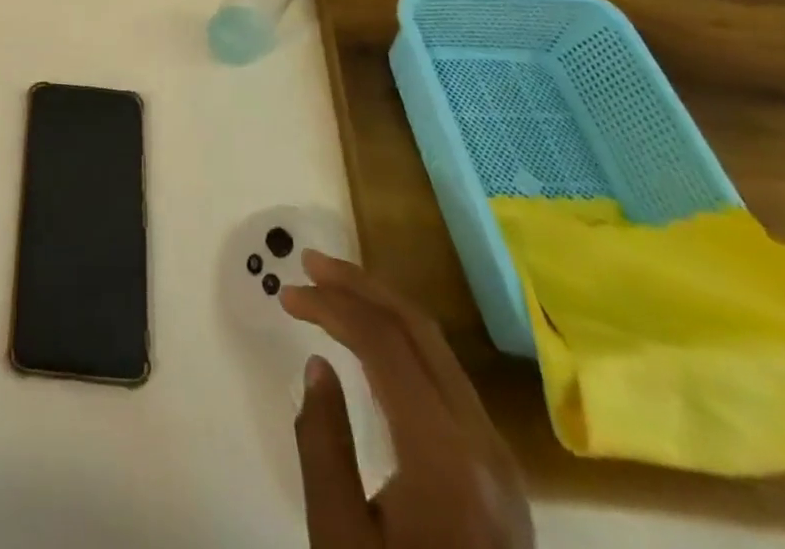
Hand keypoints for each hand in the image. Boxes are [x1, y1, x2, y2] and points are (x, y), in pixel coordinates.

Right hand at [282, 250, 532, 548]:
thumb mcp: (340, 537)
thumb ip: (323, 443)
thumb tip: (319, 365)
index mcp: (445, 458)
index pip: (384, 344)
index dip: (331, 305)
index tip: (286, 294)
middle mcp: (483, 443)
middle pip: (419, 330)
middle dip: (360, 286)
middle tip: (309, 264)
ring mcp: (498, 457)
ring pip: (438, 348)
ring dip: (382, 308)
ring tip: (333, 289)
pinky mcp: (497, 471)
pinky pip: (446, 378)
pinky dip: (402, 342)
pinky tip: (371, 342)